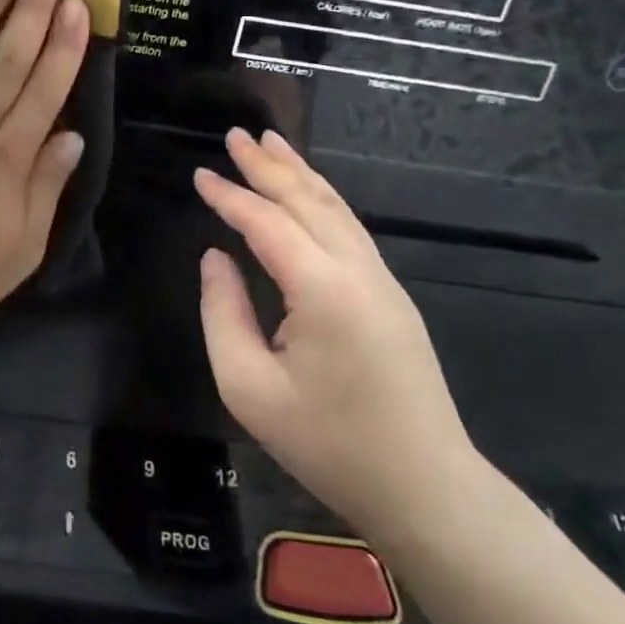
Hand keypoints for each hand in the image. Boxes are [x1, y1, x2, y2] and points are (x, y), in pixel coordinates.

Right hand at [194, 130, 479, 541]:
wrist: (426, 490)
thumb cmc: (328, 445)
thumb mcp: (249, 388)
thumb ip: (222, 313)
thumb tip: (215, 258)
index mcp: (323, 291)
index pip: (267, 224)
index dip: (229, 196)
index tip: (198, 175)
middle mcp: (358, 272)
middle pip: (308, 201)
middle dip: (269, 164)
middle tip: (236, 134)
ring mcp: (383, 281)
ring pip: (336, 209)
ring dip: (300, 173)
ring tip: (271, 143)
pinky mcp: (391, 296)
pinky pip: (349, 230)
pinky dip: (321, 199)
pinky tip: (307, 193)